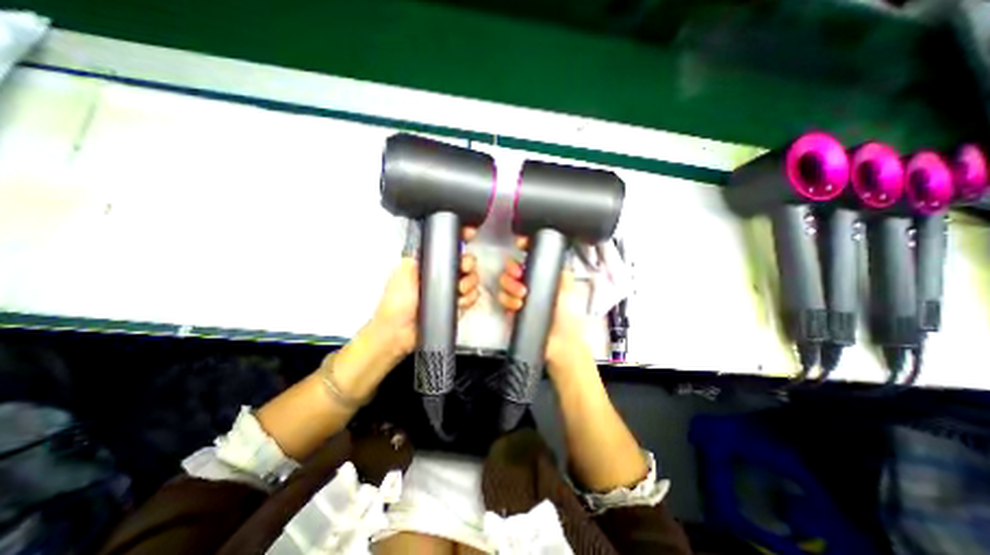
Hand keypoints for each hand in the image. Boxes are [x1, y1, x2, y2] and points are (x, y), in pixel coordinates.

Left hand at [368, 227, 481, 358]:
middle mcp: (444, 276)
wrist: (399, 332)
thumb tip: (432, 239)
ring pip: (472, 279)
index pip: (450, 248)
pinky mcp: (457, 306)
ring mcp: (452, 291)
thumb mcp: (404, 271)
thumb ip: (418, 255)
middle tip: (464, 269)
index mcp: (431, 264)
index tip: (470, 234)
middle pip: (466, 263)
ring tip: (459, 290)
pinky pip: (472, 297)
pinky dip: (470, 298)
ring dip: (470, 283)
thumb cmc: (398, 301)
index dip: (462, 239)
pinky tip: (461, 301)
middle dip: (469, 263)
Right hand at [499, 235, 589, 372]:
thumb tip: (551, 250)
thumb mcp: (566, 285)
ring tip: (522, 296)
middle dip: (512, 269)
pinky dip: (508, 301)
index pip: (528, 255)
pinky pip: (502, 298)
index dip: (522, 246)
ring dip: (510, 287)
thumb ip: (558, 267)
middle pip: (511, 267)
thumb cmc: (566, 312)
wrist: (559, 340)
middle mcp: (528, 281)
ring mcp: (518, 294)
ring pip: (503, 281)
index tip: (520, 243)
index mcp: (541, 273)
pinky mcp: (511, 308)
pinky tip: (517, 306)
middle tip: (518, 275)